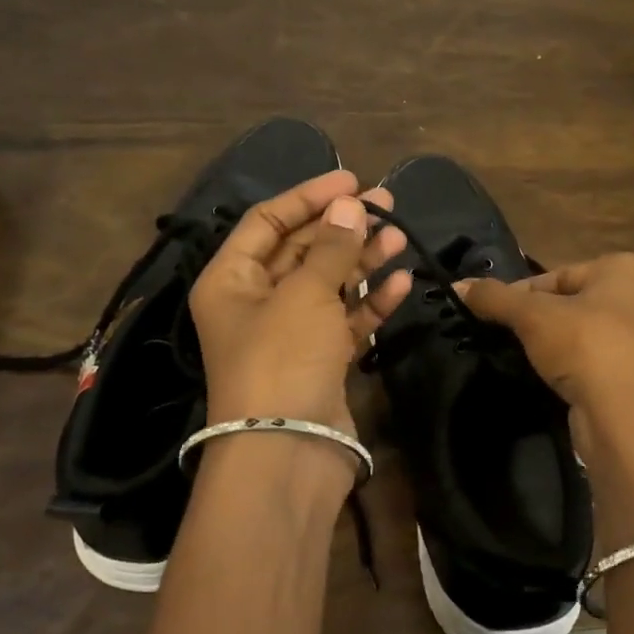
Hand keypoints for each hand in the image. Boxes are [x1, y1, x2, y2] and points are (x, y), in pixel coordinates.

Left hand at [188, 169, 409, 440]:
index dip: (308, 196)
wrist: (287, 454)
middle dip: (343, 226)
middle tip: (386, 203)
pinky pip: (346, 319)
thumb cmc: (282, 359)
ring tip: (400, 237)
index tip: (351, 179)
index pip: (267, 221)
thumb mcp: (304, 294)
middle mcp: (256, 301)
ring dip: (363, 260)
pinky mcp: (321, 360)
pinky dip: (371, 301)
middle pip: (302, 250)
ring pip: (330, 283)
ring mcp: (290, 333)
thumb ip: (331, 247)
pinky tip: (401, 282)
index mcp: (231, 279)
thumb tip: (351, 204)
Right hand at [461, 253, 633, 445]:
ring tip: (533, 364)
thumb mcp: (531, 316)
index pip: (559, 275)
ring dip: (564, 348)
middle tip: (514, 339)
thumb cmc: (585, 347)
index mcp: (629, 269)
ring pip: (594, 336)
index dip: (522, 295)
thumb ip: (494, 297)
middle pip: (577, 304)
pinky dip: (584, 372)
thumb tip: (457, 285)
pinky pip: (607, 366)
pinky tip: (561, 385)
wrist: (629, 421)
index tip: (496, 315)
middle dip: (545, 320)